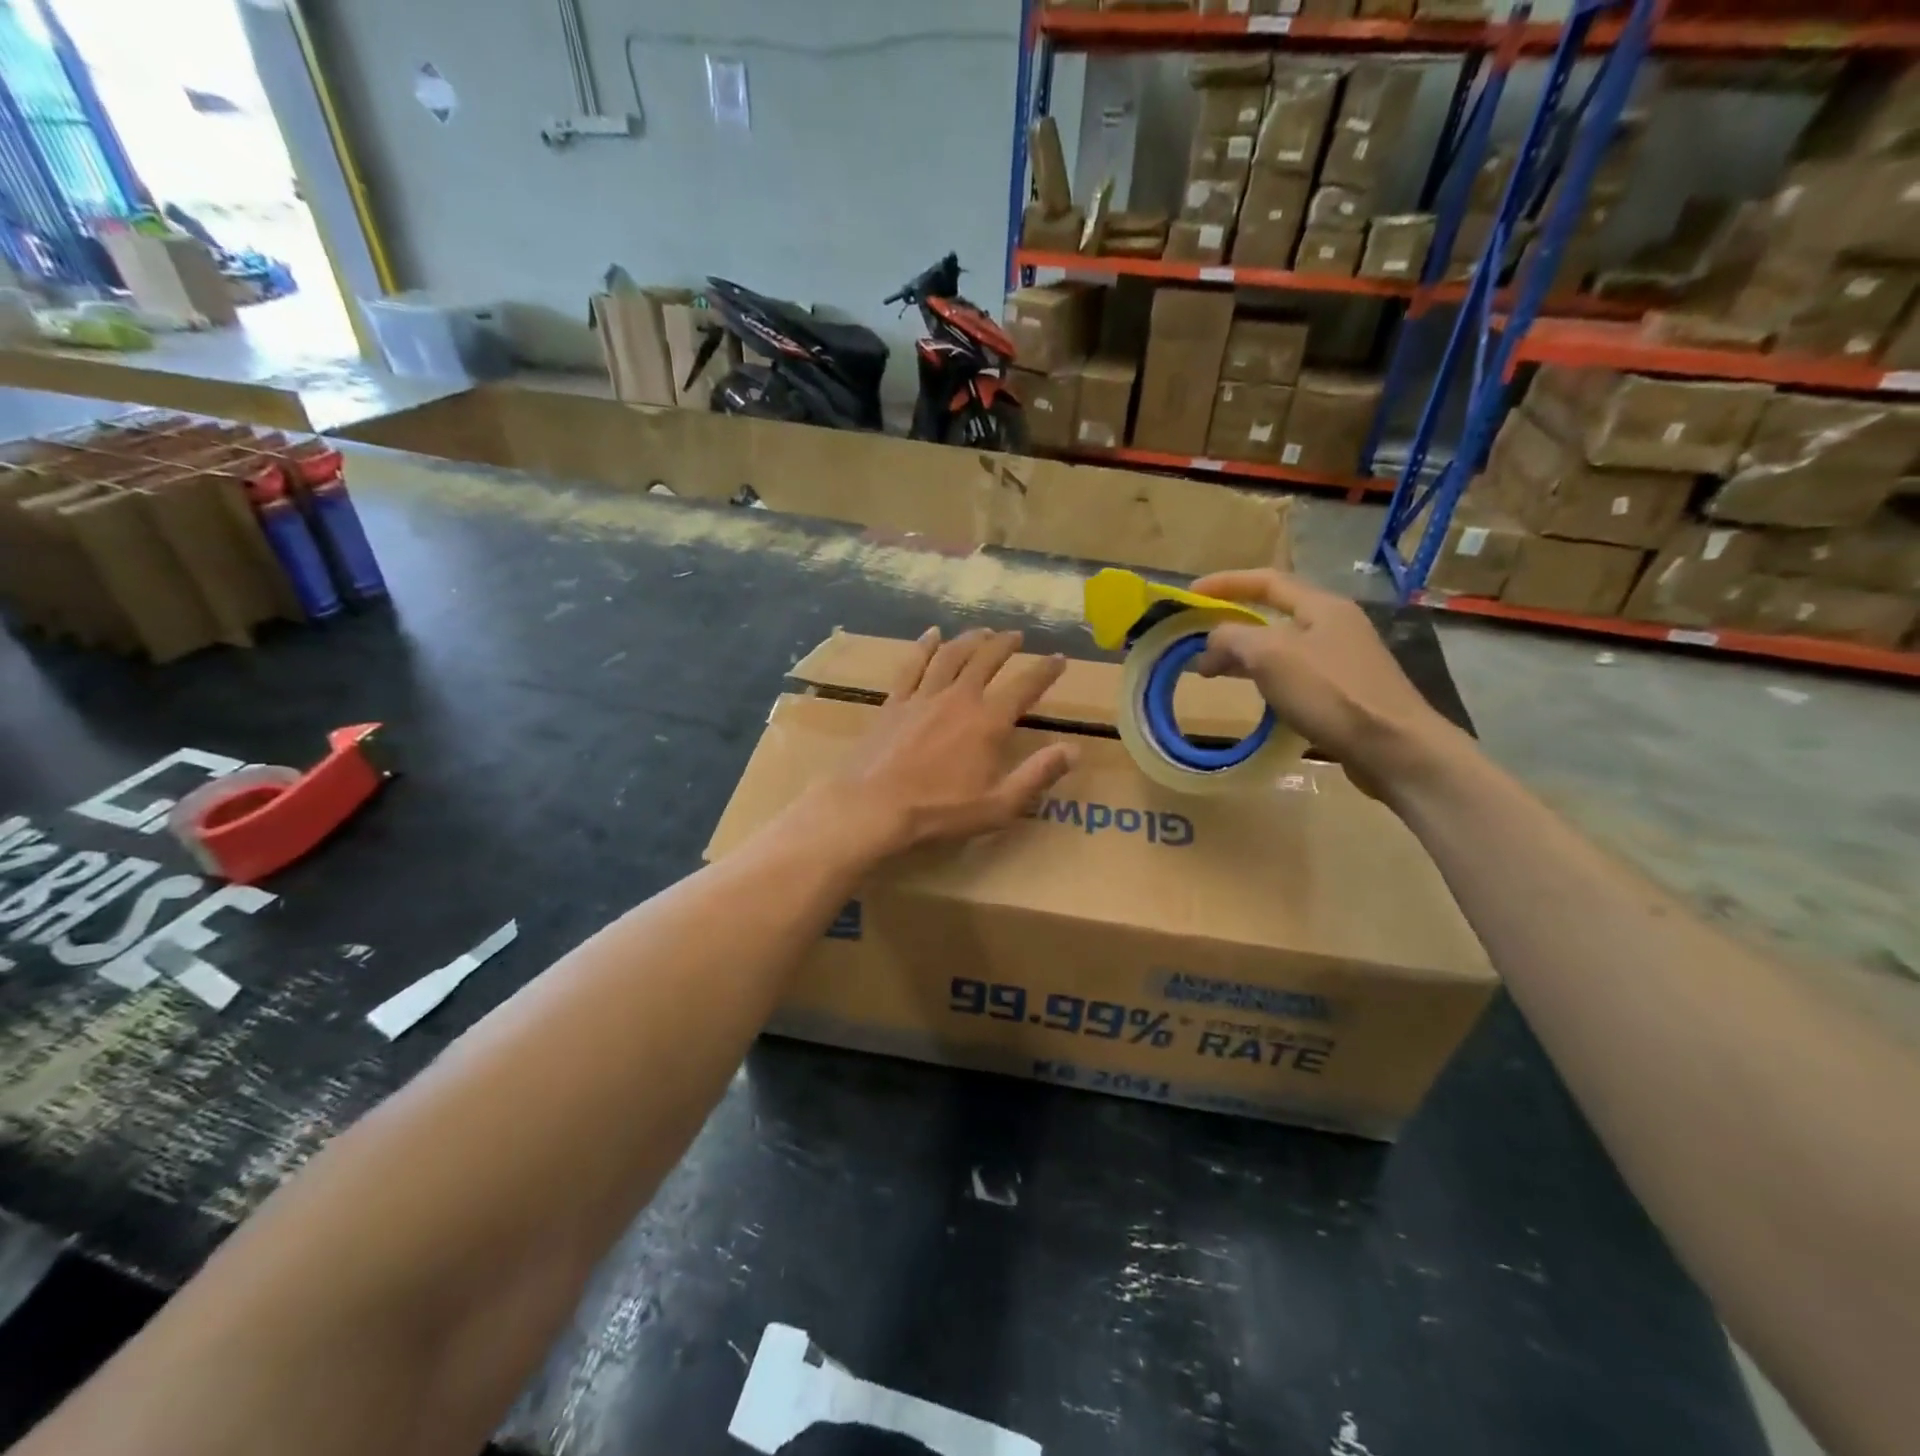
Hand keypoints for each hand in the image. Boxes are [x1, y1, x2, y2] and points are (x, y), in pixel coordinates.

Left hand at [817, 628, 1077, 857]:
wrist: (874, 806)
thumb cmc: (940, 810)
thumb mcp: (998, 804)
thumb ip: (1037, 775)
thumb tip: (1073, 750)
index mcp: (988, 722)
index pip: (1025, 687)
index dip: (1045, 670)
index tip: (1058, 658)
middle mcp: (959, 698)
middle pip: (987, 660)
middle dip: (1006, 645)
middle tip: (1017, 636)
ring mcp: (924, 696)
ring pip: (952, 655)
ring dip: (970, 640)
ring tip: (983, 631)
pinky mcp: (895, 702)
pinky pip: (913, 665)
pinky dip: (925, 646)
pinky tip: (932, 635)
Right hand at [1189, 570, 1465, 802]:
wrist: (1393, 747)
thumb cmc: (1331, 692)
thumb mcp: (1271, 655)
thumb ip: (1233, 638)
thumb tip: (1211, 643)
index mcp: (1321, 606)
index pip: (1266, 581)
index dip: (1226, 583)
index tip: (1190, 595)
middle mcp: (1334, 625)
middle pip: (1273, 614)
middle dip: (1232, 624)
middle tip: (1196, 641)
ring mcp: (1342, 660)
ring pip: (1282, 647)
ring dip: (1245, 654)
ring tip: (1213, 672)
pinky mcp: (1344, 693)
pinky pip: (1293, 674)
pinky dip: (1265, 678)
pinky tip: (1253, 696)